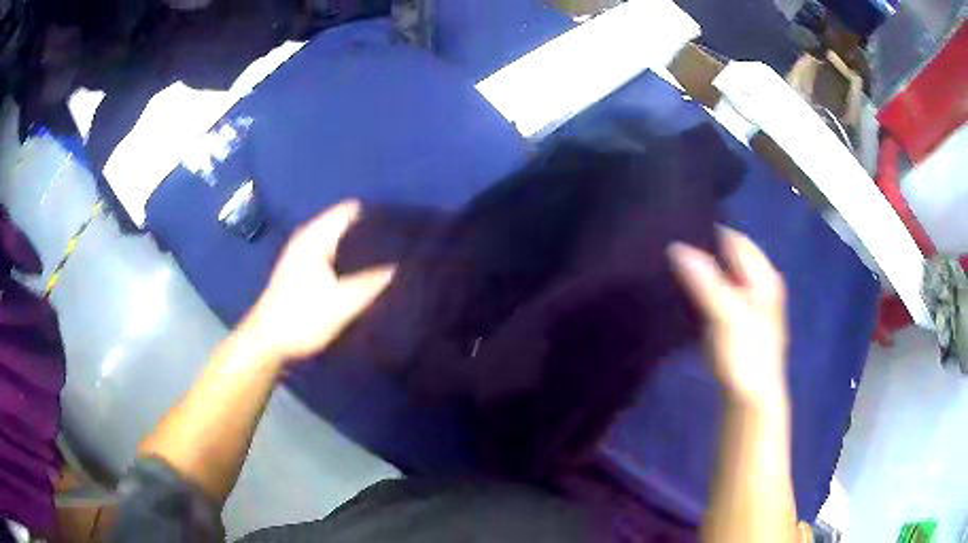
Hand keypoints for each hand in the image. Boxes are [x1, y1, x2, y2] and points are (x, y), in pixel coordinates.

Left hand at [240, 200, 394, 365]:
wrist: (267, 342)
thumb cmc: (302, 318)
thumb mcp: (342, 303)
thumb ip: (372, 282)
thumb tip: (398, 265)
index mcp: (315, 237)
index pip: (349, 211)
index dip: (374, 215)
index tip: (399, 225)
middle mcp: (307, 239)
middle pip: (344, 224)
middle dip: (368, 232)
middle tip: (398, 243)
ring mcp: (302, 254)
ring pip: (337, 240)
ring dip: (358, 247)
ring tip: (387, 256)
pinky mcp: (301, 271)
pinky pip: (331, 253)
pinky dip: (347, 258)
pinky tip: (363, 271)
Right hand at [668, 227, 788, 408]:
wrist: (751, 399)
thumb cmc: (744, 354)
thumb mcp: (725, 315)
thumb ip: (704, 280)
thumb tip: (677, 247)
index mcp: (763, 277)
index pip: (735, 240)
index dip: (710, 233)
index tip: (679, 230)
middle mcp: (760, 285)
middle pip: (731, 257)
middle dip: (705, 252)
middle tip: (672, 250)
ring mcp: (750, 304)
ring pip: (724, 276)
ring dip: (704, 272)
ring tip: (674, 268)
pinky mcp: (739, 322)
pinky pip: (720, 295)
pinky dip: (705, 291)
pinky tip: (686, 295)